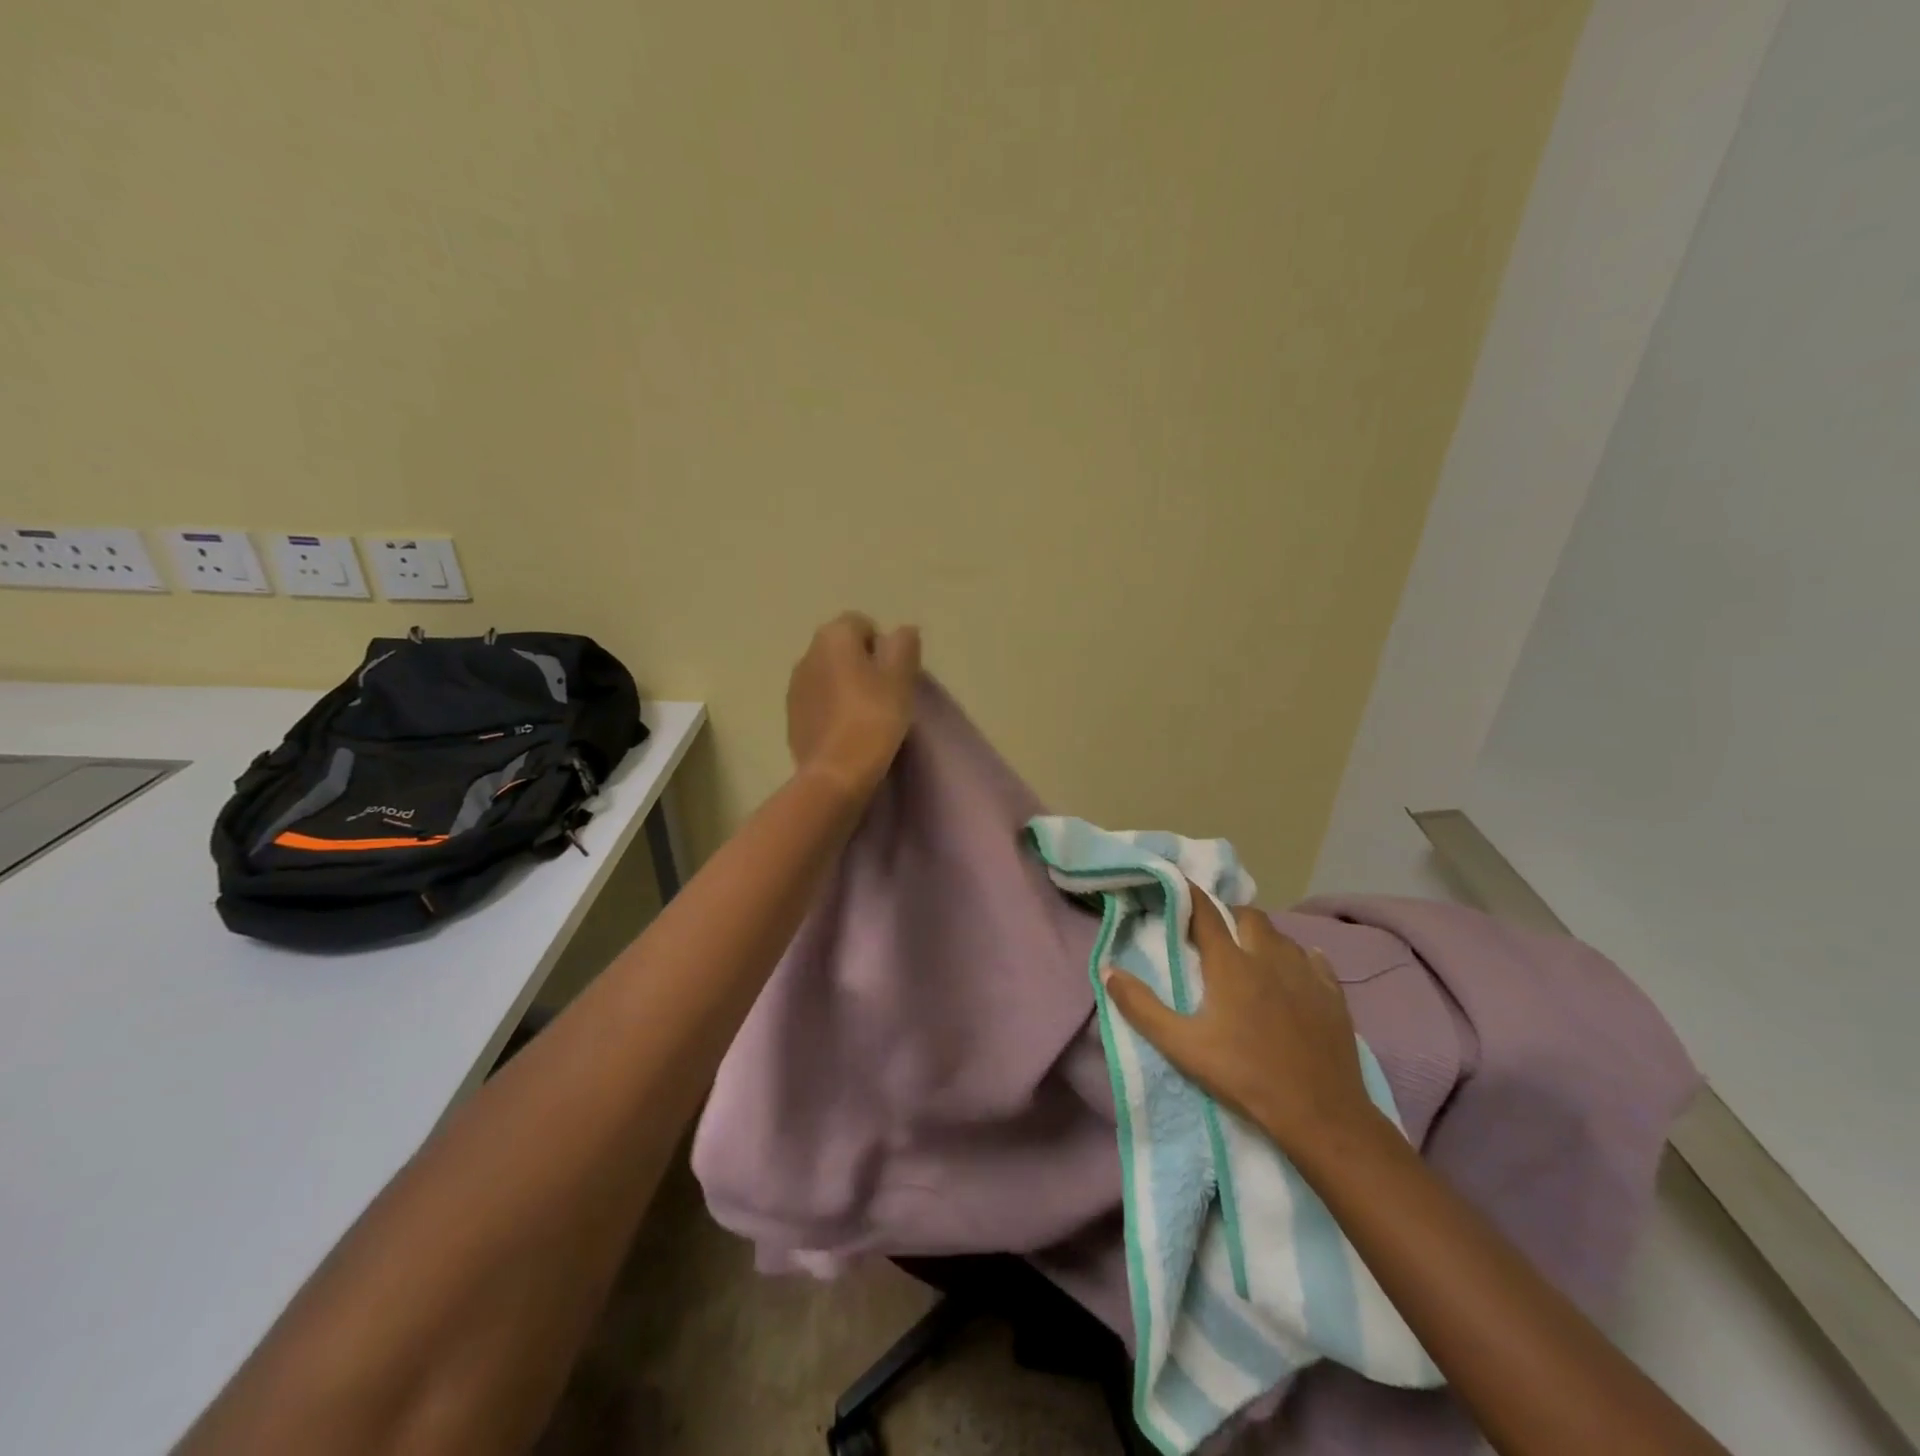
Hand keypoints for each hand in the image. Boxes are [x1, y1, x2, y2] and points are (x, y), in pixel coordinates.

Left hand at [786, 612, 921, 797]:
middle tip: (886, 694)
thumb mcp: (901, 678)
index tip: (895, 674)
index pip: (862, 624)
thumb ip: (904, 646)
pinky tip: (848, 732)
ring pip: (828, 676)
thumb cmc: (874, 717)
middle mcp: (807, 654)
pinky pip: (817, 703)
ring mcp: (794, 687)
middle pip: (842, 649)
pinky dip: (831, 710)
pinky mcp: (791, 718)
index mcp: (833, 636)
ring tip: (867, 715)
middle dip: (862, 665)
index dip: (882, 646)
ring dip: (845, 687)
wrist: (835, 772)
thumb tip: (902, 631)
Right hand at [1103, 888, 1386, 1160]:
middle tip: (1212, 934)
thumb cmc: (1244, 1075)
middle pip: (1248, 916)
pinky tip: (1294, 973)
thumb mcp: (1182, 1046)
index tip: (1175, 883)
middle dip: (1228, 916)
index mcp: (1230, 964)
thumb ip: (1141, 1006)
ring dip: (1261, 937)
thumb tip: (1108, 971)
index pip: (1205, 912)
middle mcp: (1268, 957)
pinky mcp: (1333, 995)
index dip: (1188, 894)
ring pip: (1281, 936)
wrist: (1319, 1113)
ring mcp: (1305, 973)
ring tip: (1249, 955)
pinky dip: (1299, 958)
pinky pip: (1314, 960)